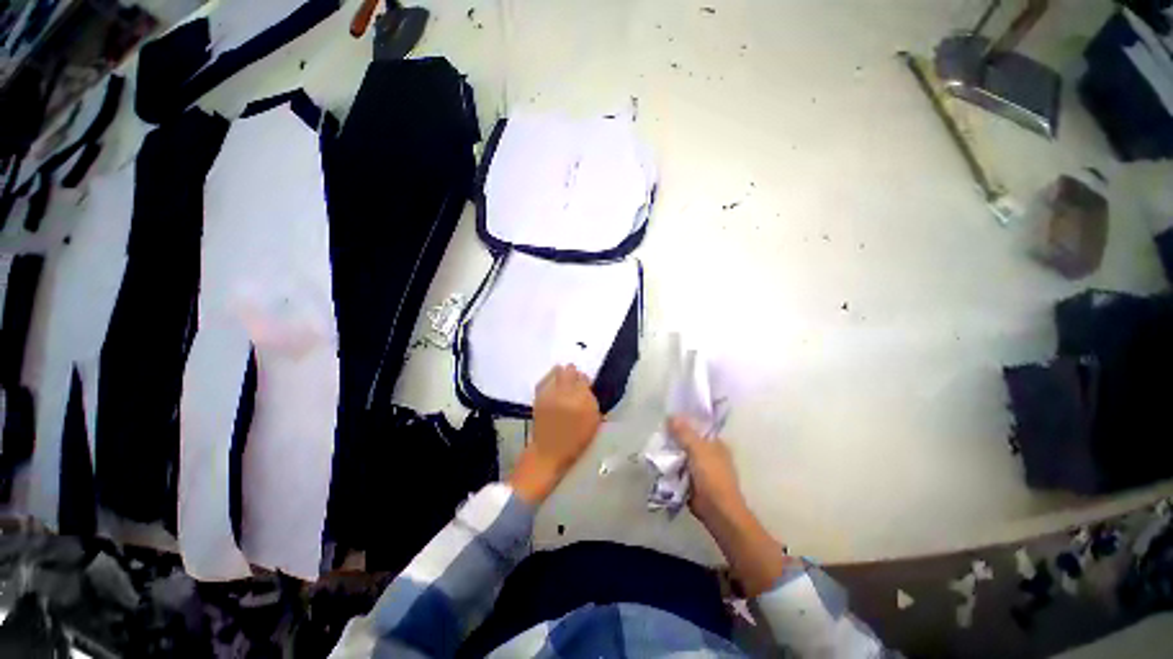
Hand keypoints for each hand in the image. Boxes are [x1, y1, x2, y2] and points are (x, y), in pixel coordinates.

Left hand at [509, 365, 601, 503]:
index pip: (584, 379)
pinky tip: (554, 384)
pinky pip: (545, 379)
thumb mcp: (593, 422)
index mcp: (582, 400)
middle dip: (574, 374)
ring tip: (564, 381)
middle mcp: (565, 393)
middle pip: (570, 371)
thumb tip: (588, 388)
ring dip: (562, 374)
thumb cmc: (575, 440)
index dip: (586, 382)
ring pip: (557, 371)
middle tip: (576, 382)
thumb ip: (592, 402)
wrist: (549, 452)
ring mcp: (550, 393)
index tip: (586, 387)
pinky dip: (550, 379)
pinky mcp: (539, 396)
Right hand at [668, 416, 747, 527]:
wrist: (717, 510)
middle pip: (688, 440)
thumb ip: (684, 432)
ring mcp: (701, 468)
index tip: (668, 419)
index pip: (698, 427)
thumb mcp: (697, 449)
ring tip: (655, 446)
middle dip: (674, 438)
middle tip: (658, 434)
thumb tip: (671, 415)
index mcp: (716, 443)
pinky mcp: (693, 481)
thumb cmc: (712, 476)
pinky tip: (659, 462)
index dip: (684, 422)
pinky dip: (671, 466)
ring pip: (682, 454)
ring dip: (671, 453)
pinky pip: (679, 468)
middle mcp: (709, 453)